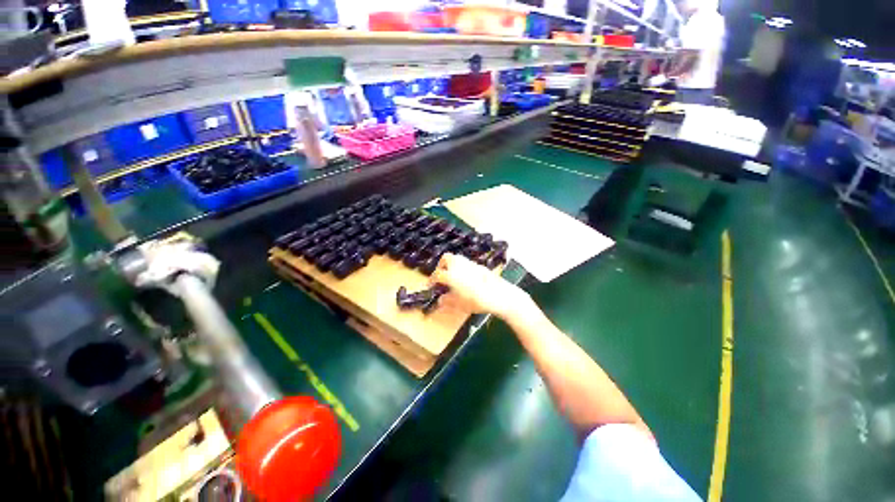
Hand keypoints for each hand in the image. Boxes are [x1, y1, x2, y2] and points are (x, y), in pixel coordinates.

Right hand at [429, 253, 530, 319]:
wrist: (499, 295)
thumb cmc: (477, 301)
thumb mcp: (460, 305)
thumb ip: (448, 301)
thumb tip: (441, 299)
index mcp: (452, 275)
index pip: (437, 274)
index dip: (432, 280)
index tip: (430, 285)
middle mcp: (460, 266)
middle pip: (446, 258)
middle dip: (441, 265)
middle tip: (441, 275)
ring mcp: (470, 264)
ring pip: (457, 259)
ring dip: (452, 265)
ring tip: (453, 276)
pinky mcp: (479, 266)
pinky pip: (466, 263)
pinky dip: (462, 267)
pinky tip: (466, 278)